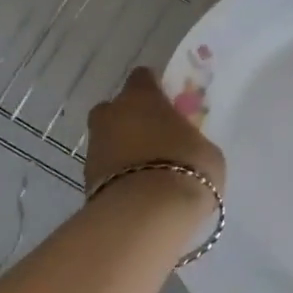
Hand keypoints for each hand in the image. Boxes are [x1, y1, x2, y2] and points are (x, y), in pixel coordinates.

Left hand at [85, 68, 226, 214]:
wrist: (145, 215)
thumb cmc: (186, 169)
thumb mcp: (206, 151)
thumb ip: (191, 140)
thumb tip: (185, 146)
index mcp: (141, 96)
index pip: (142, 77)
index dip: (154, 88)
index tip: (168, 102)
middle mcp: (111, 114)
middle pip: (117, 107)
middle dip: (132, 119)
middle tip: (155, 138)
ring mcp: (94, 146)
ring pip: (108, 139)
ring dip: (123, 149)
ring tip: (148, 172)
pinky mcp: (85, 179)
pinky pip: (105, 169)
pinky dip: (117, 176)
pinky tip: (137, 192)